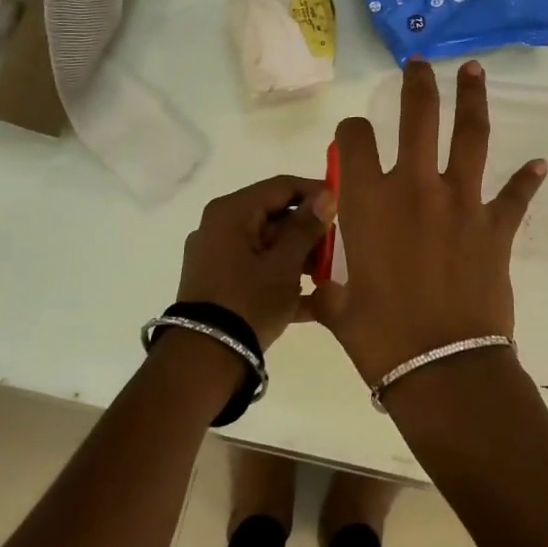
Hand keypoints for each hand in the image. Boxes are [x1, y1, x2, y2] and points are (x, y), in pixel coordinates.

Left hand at [177, 175, 335, 347]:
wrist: (204, 360)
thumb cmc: (248, 301)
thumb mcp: (285, 264)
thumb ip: (306, 227)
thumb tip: (326, 195)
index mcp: (232, 212)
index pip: (281, 186)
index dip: (314, 192)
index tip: (343, 207)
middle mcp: (219, 227)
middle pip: (274, 216)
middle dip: (308, 232)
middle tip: (338, 248)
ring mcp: (216, 257)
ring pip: (267, 245)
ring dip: (299, 258)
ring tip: (329, 277)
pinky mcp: (218, 284)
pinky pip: (256, 270)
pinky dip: (281, 279)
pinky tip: (313, 301)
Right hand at [310, 60, 546, 385]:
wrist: (443, 367)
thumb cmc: (380, 338)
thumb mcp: (338, 310)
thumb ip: (325, 290)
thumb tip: (310, 293)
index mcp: (367, 202)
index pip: (354, 140)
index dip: (351, 131)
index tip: (353, 135)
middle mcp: (414, 188)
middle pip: (418, 117)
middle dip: (418, 84)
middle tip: (419, 62)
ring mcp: (461, 202)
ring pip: (470, 136)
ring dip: (472, 99)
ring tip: (473, 70)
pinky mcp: (496, 226)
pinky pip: (514, 196)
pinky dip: (526, 180)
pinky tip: (538, 165)